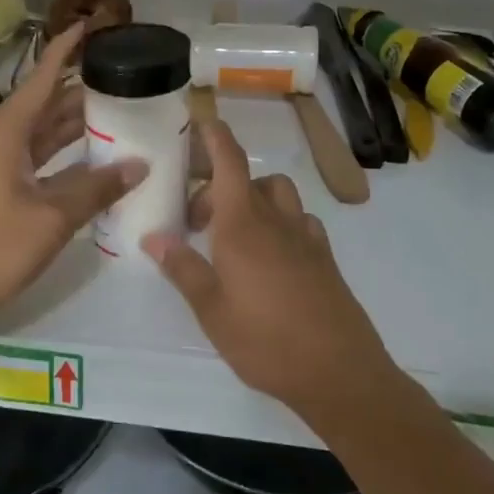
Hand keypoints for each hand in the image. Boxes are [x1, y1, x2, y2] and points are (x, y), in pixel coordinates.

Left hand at [0, 25, 144, 325]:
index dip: (64, 51)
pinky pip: (41, 157)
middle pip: (46, 103)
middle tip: (122, 77)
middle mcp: (2, 141)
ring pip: (44, 132)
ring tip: (119, 110)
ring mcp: (1, 165)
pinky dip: (67, 153)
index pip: (41, 79)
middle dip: (81, 88)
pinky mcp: (3, 188)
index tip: (87, 26)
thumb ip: (96, 189)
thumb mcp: (52, 218)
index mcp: (7, 134)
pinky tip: (96, 158)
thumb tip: (139, 165)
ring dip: (76, 122)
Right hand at [142, 119, 396, 421]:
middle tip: (195, 222)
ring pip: (277, 195)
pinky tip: (271, 254)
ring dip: (253, 199)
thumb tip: (153, 236)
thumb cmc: (265, 340)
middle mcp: (275, 220)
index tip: (202, 120)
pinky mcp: (325, 258)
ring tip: (233, 233)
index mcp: (242, 224)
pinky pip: (299, 221)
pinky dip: (281, 222)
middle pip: (248, 180)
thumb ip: (182, 268)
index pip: (229, 162)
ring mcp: (305, 237)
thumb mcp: (211, 309)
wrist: (339, 373)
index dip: (216, 136)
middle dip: (218, 187)